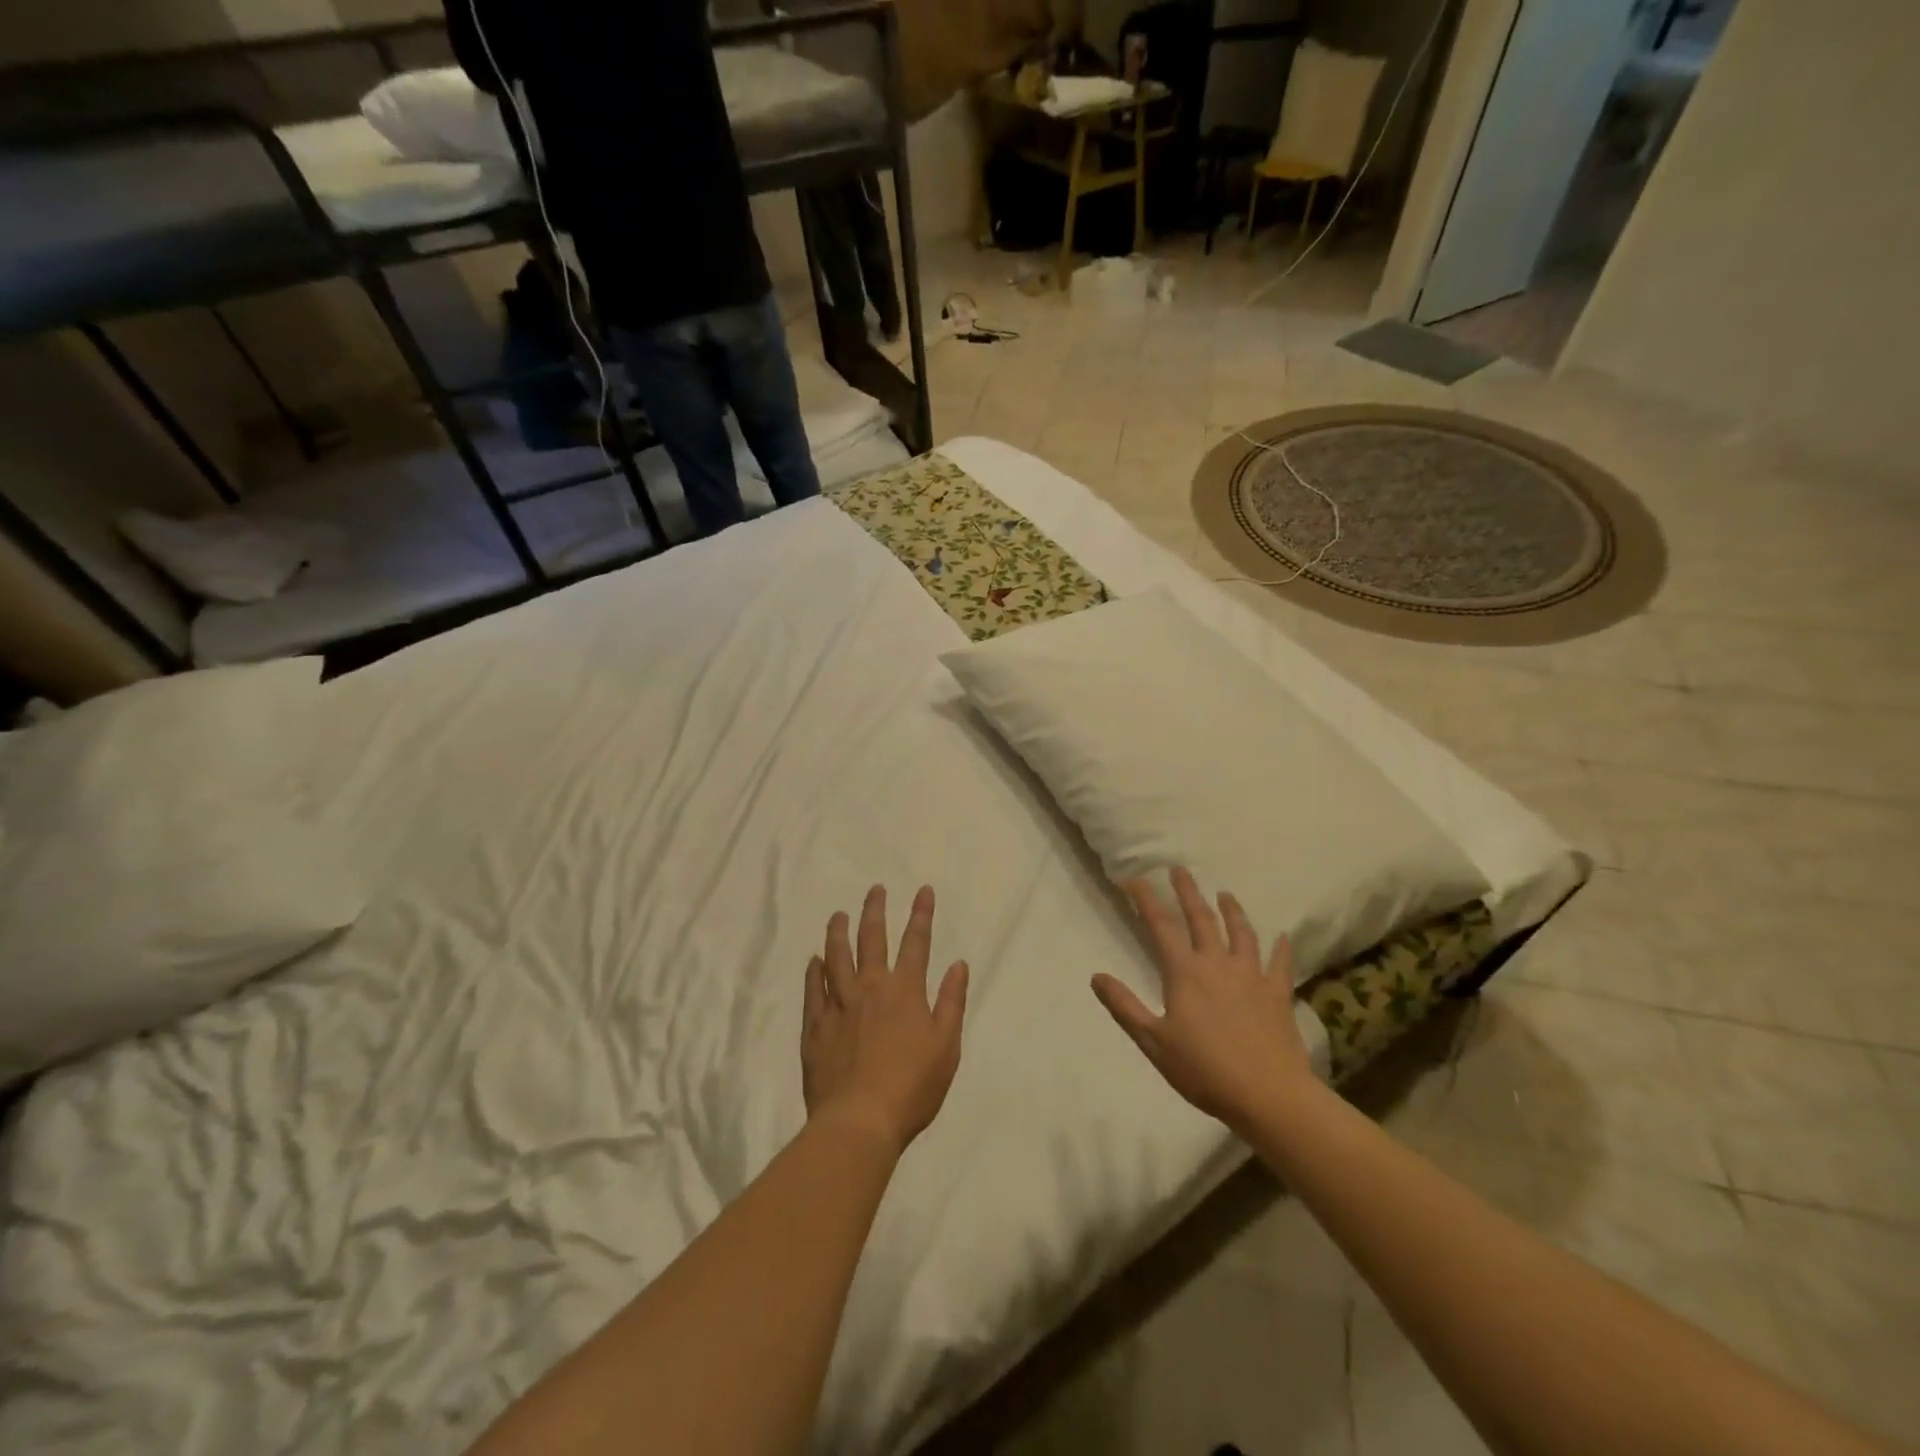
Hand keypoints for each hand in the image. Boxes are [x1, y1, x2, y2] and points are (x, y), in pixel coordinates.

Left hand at [803, 885, 969, 1155]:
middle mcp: (871, 988)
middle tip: (875, 890)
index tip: (923, 890)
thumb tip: (959, 964)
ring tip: (838, 915)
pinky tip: (814, 960)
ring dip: (838, 932)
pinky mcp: (816, 1027)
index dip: (922, 915)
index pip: (916, 943)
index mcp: (905, 992)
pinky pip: (813, 991)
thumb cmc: (912, 1087)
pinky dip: (814, 972)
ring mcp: (839, 1005)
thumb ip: (951, 1002)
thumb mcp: (946, 1047)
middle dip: (875, 911)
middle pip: (871, 939)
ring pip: (836, 957)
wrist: (859, 1122)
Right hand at [1092, 867, 1314, 1131]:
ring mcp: (1252, 977)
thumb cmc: (1204, 1070)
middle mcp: (1217, 964)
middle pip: (1201, 919)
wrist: (1269, 1095)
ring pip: (1241, 933)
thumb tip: (1096, 976)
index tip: (1135, 879)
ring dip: (1232, 910)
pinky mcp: (1277, 995)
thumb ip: (1125, 1007)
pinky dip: (1280, 948)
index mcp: (1185, 973)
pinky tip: (1281, 937)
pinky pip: (1280, 964)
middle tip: (1179, 869)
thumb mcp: (1154, 1042)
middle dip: (1187, 892)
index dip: (1146, 900)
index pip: (1160, 926)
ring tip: (1225, 894)